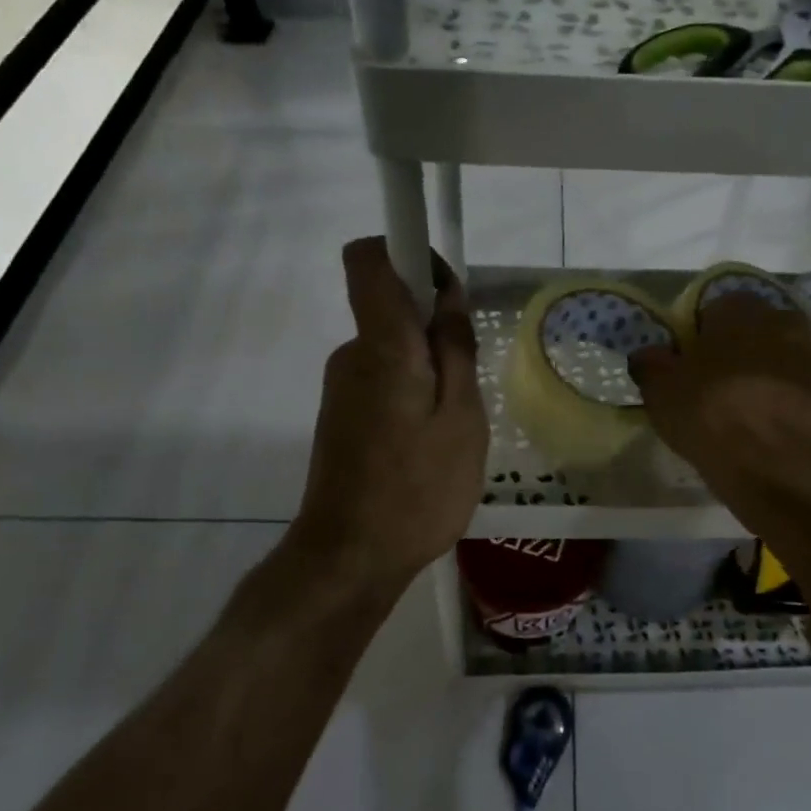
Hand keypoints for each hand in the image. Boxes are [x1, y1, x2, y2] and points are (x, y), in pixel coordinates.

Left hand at [284, 238, 487, 599]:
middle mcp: (352, 354)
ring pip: (393, 350)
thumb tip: (447, 294)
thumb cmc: (418, 488)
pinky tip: (430, 445)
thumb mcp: (461, 417)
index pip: (369, 259)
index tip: (446, 287)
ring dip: (428, 370)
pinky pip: (384, 380)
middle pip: (391, 308)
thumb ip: (454, 348)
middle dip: (435, 329)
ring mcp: (342, 386)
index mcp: (382, 345)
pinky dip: (412, 394)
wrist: (350, 558)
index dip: (407, 252)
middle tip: (469, 384)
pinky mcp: (342, 415)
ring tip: (454, 426)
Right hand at [629, 292, 810, 506]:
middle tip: (706, 383)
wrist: (769, 462)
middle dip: (729, 348)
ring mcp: (806, 351)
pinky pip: (785, 380)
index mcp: (737, 306)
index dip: (694, 337)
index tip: (684, 364)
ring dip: (753, 369)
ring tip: (732, 403)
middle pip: (745, 328)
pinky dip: (771, 391)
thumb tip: (648, 354)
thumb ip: (649, 362)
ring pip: (768, 353)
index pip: (709, 310)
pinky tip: (754, 416)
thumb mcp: (659, 387)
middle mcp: (778, 317)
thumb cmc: (708, 411)